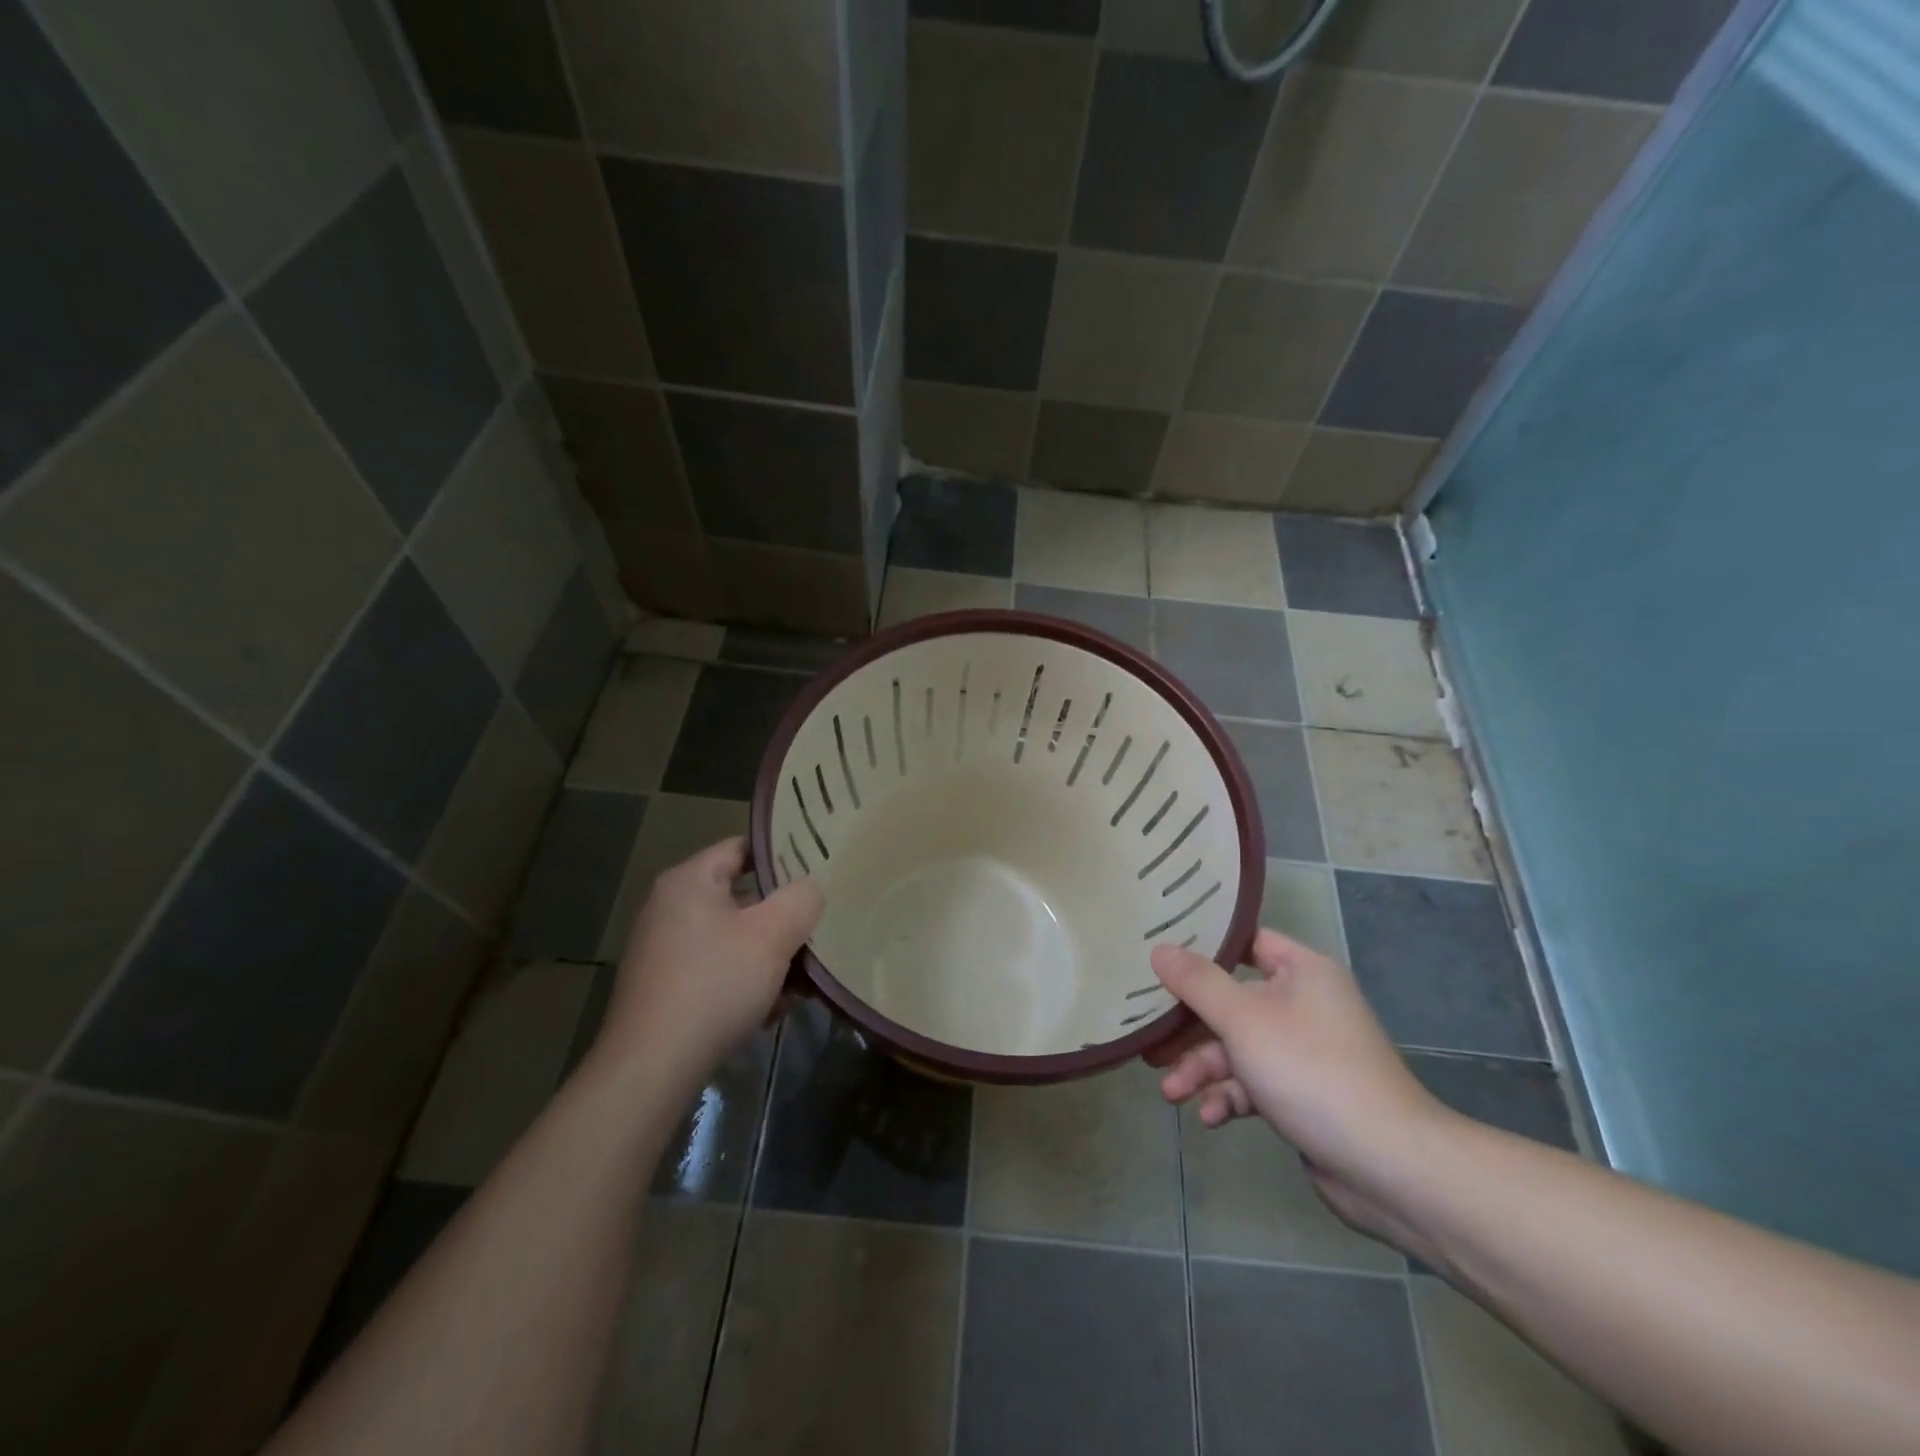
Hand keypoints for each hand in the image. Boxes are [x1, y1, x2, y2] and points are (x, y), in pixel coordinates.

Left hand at [596, 837, 822, 1087]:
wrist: (652, 1068)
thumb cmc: (715, 984)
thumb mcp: (773, 934)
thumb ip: (801, 900)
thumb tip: (810, 891)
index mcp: (689, 881)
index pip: (743, 848)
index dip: (784, 856)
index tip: (819, 871)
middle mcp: (671, 908)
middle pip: (743, 898)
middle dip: (783, 917)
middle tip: (819, 929)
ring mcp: (665, 950)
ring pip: (735, 939)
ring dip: (771, 956)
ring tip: (805, 980)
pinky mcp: (667, 989)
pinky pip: (718, 970)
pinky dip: (747, 982)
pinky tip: (774, 1009)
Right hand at [1151, 929, 1453, 1249]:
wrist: (1389, 1166)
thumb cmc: (1312, 1071)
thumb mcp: (1243, 1019)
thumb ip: (1197, 983)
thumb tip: (1159, 948)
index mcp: (1302, 971)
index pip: (1246, 942)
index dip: (1204, 947)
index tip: (1161, 954)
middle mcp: (1306, 1004)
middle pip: (1233, 1001)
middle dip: (1191, 1027)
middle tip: (1151, 1039)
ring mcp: (1306, 1052)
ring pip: (1239, 1048)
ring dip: (1204, 1069)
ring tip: (1171, 1093)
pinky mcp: (1304, 1095)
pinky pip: (1255, 1084)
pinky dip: (1230, 1098)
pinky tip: (1209, 1118)